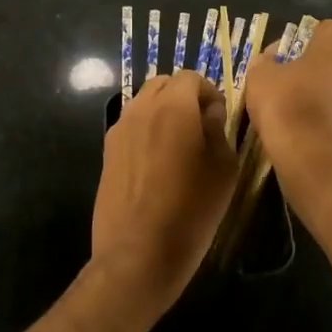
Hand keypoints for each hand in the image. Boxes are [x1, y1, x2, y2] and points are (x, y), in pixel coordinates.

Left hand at [91, 70, 237, 317]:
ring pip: (144, 104)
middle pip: (164, 84)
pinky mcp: (107, 152)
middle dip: (184, 97)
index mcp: (173, 106)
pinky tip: (157, 165)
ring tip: (179, 147)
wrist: (138, 253)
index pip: (192, 77)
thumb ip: (219, 129)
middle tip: (201, 127)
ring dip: (163, 112)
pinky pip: (131, 127)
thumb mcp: (224, 168)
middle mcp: (141, 109)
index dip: (210, 92)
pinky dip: (146, 131)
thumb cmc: (191, 210)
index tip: (220, 118)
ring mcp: (119, 130)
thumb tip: (211, 112)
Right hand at [244, 20, 331, 165]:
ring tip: (306, 113)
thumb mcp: (261, 74)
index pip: (323, 31)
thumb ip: (268, 60)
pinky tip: (318, 132)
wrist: (315, 158)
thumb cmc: (289, 103)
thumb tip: (273, 61)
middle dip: (323, 68)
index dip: (301, 46)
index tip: (284, 64)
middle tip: (294, 86)